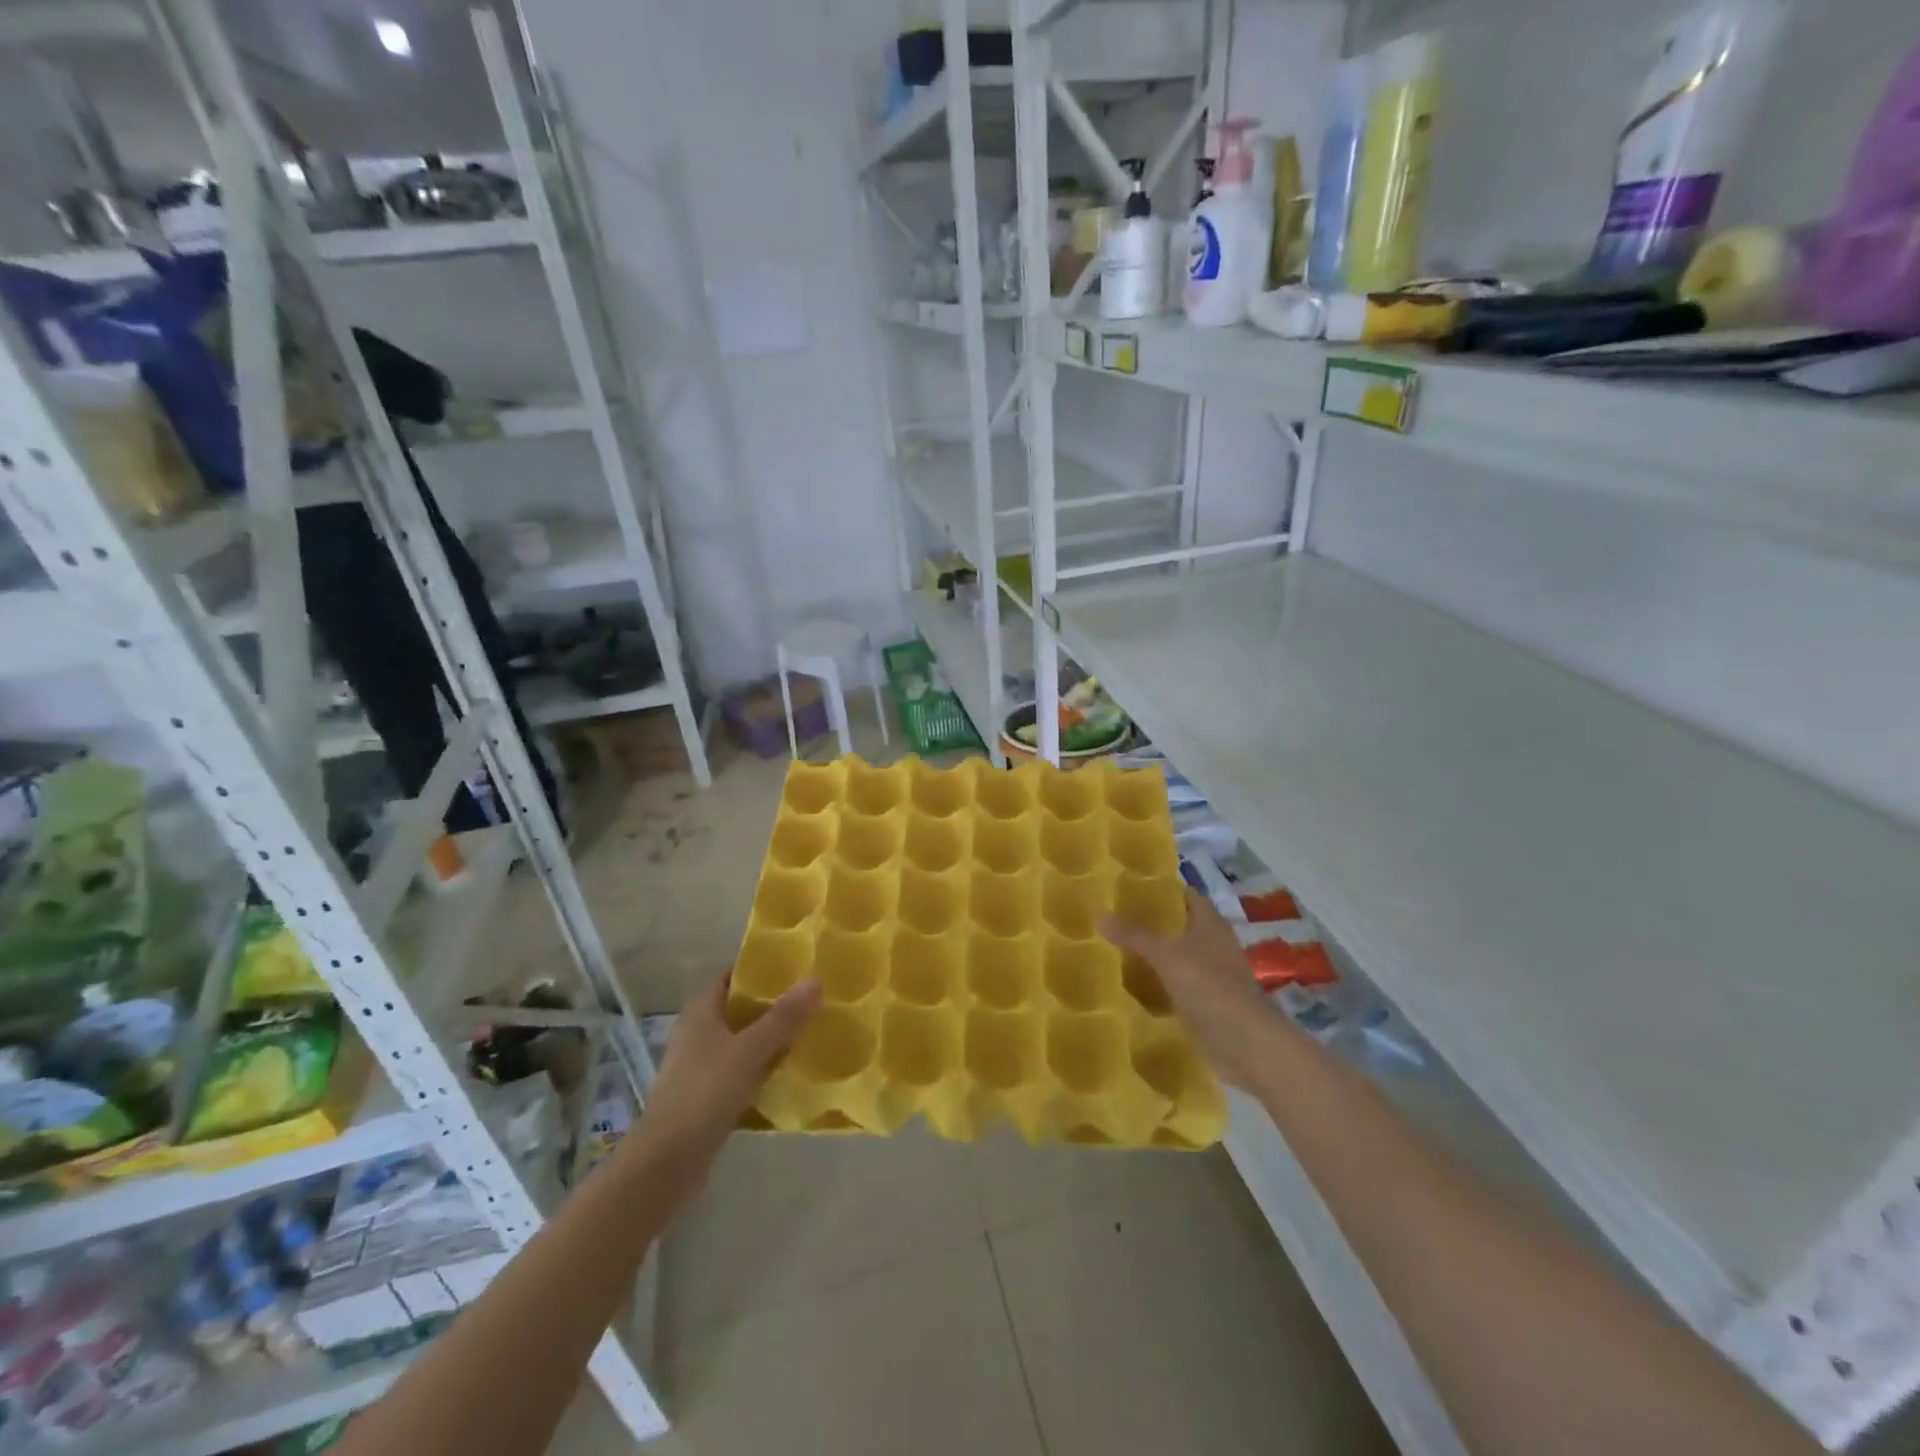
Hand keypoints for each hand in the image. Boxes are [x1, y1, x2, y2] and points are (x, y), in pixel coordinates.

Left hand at [639, 973, 820, 1158]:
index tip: (798, 968)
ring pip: (743, 1040)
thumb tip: (816, 980)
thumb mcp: (749, 1050)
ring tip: (810, 1032)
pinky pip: (741, 1070)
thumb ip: (783, 1018)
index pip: (734, 976)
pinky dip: (763, 1067)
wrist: (667, 1161)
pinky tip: (790, 1071)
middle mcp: (698, 1031)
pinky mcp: (707, 1094)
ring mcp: (700, 1064)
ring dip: (771, 1038)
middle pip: (741, 1008)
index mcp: (701, 1010)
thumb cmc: (705, 1093)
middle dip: (774, 1005)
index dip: (763, 970)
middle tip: (813, 1000)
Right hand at [1100, 887, 1285, 1089]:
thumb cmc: (1209, 986)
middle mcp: (1214, 944)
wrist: (1245, 1043)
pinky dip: (1160, 985)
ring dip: (1155, 955)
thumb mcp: (1165, 955)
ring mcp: (1214, 975)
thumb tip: (1099, 915)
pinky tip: (1134, 988)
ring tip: (1117, 951)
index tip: (1131, 888)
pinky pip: (1179, 986)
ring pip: (1179, 957)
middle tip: (1115, 920)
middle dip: (1152, 923)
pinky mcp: (1209, 1003)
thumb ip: (1133, 935)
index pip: (1186, 895)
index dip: (1163, 889)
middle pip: (1181, 926)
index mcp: (1210, 923)